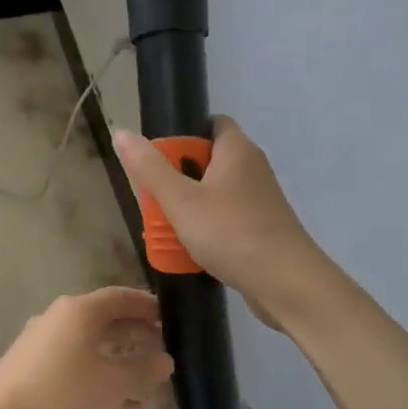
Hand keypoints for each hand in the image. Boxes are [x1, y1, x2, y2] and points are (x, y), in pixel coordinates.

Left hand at [0, 287, 173, 408]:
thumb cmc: (61, 394)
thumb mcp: (111, 385)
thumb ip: (142, 371)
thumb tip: (165, 360)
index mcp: (79, 311)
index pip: (121, 297)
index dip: (148, 306)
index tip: (171, 319)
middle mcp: (59, 319)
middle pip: (106, 321)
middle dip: (136, 336)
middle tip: (164, 351)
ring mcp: (42, 345)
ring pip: (91, 348)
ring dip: (120, 364)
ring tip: (149, 386)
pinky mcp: (32, 371)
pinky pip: (76, 368)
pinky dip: (100, 381)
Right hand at [113, 118, 326, 330]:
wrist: (286, 283)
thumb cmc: (231, 233)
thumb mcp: (181, 200)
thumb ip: (150, 168)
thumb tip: (121, 132)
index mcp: (237, 150)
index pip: (210, 124)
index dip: (183, 136)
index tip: (157, 158)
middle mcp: (252, 168)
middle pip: (207, 162)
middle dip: (177, 178)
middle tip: (153, 198)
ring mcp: (259, 201)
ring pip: (214, 194)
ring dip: (188, 208)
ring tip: (164, 227)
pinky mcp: (262, 229)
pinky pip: (225, 219)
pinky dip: (206, 229)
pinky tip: (189, 249)